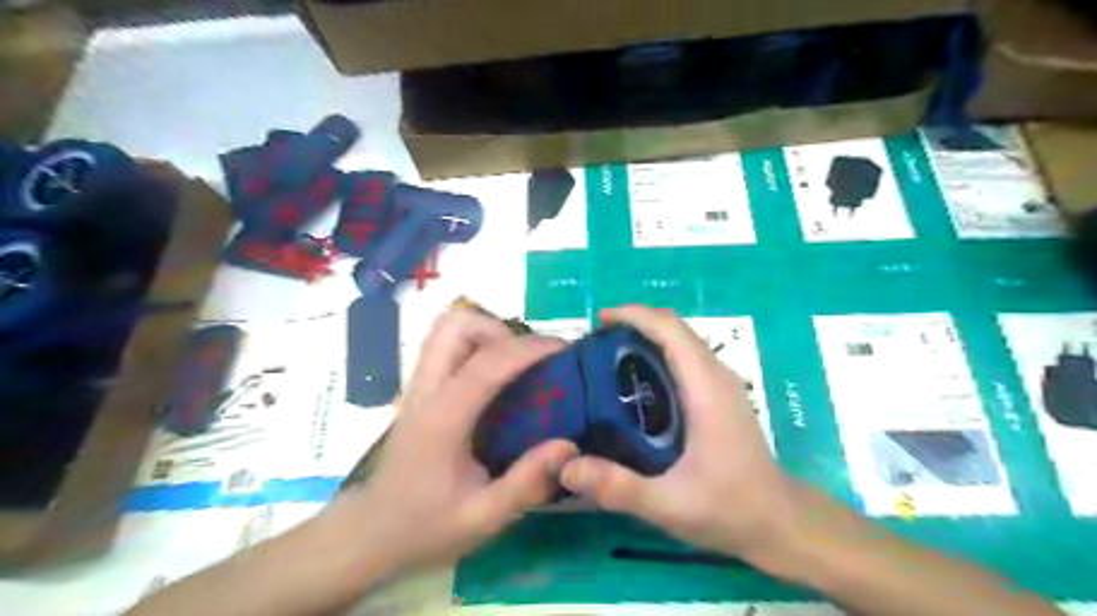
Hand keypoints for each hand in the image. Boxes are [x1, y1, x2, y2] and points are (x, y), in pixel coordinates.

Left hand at [334, 308, 577, 578]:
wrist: (369, 533)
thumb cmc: (425, 527)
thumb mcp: (483, 518)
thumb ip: (526, 483)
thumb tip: (568, 445)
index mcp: (443, 419)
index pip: (486, 364)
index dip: (528, 349)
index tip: (563, 349)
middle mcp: (426, 390)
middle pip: (456, 326)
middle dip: (500, 330)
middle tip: (529, 360)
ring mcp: (416, 386)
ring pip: (446, 329)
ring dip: (484, 333)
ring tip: (513, 363)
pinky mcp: (417, 390)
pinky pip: (445, 346)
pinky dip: (473, 344)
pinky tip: (494, 377)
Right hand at [560, 305, 803, 570]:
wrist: (779, 522)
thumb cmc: (729, 508)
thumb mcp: (669, 504)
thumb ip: (618, 487)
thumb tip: (566, 466)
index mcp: (706, 387)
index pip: (671, 329)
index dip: (634, 315)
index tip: (598, 321)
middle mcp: (717, 375)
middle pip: (675, 328)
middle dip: (634, 323)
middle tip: (594, 342)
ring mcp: (722, 383)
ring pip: (682, 340)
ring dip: (646, 336)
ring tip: (607, 356)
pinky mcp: (720, 394)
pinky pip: (686, 357)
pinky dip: (658, 352)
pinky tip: (635, 382)